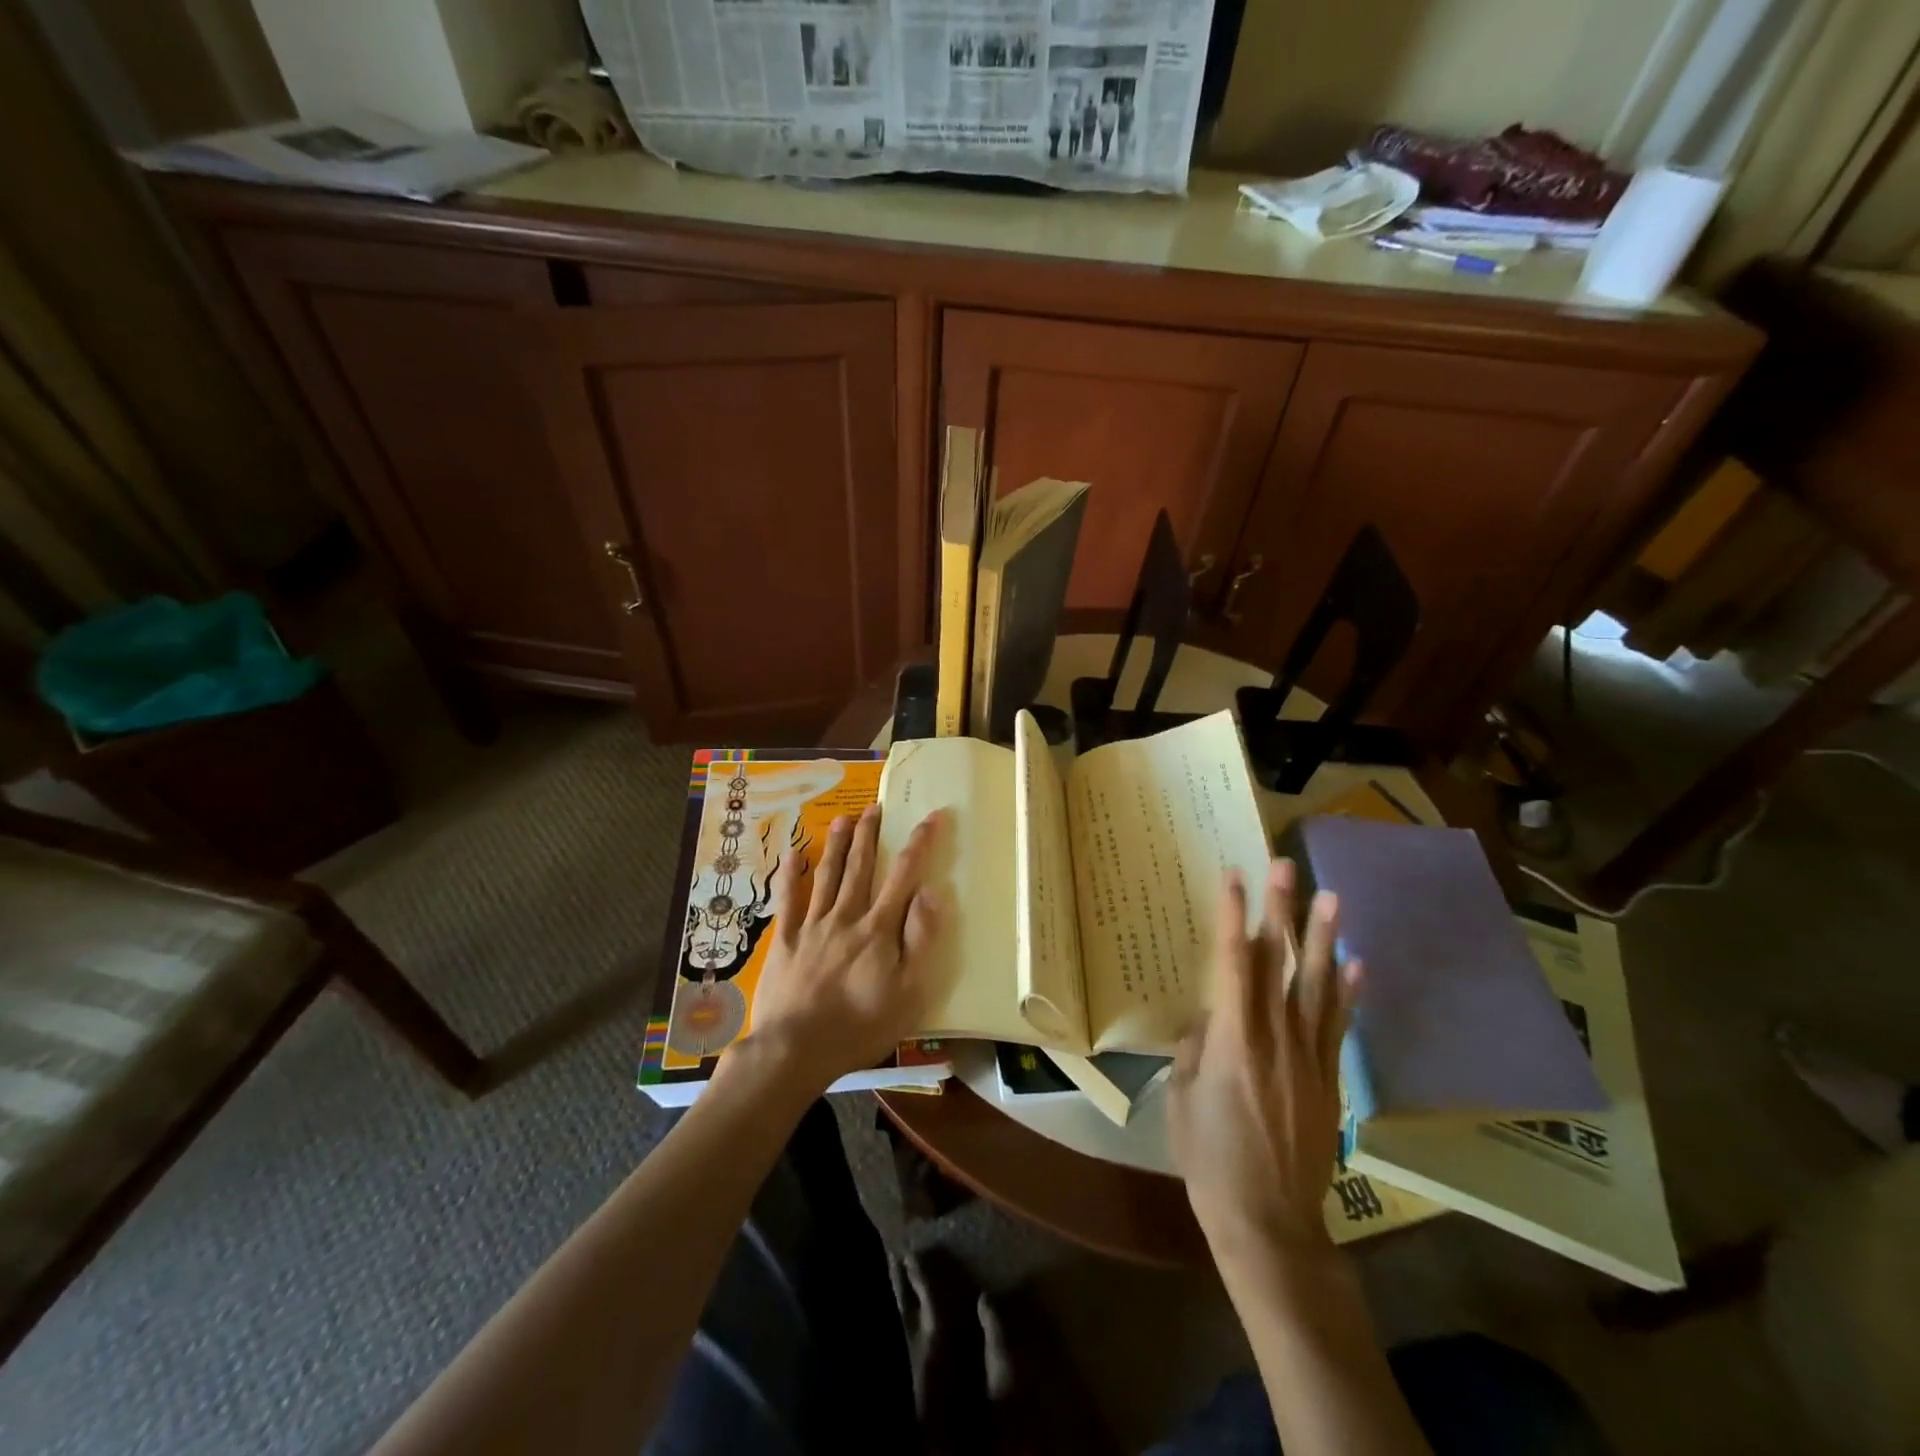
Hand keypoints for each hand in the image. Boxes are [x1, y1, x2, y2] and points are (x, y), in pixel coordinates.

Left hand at [733, 805, 943, 1095]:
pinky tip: (793, 854)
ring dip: (836, 844)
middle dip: (870, 834)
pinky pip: (787, 900)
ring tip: (843, 818)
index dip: (919, 844)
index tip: (931, 817)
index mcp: (878, 929)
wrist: (795, 1050)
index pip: (904, 876)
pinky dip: (790, 874)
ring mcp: (811, 926)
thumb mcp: (908, 992)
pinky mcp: (783, 941)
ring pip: (826, 875)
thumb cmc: (860, 1026)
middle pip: (860, 867)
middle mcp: (845, 917)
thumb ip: (920, 940)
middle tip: (875, 807)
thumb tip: (931, 892)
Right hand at [1168, 860, 1359, 1261]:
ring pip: (1317, 986)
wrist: (1268, 1220)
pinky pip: (1339, 1026)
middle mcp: (1275, 1037)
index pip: (1233, 963)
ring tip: (1332, 898)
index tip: (1234, 877)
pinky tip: (1358, 964)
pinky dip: (1350, 994)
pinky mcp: (1328, 1079)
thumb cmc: (1210, 1158)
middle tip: (1286, 866)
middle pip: (1279, 963)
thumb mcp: (1182, 1098)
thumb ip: (1196, 1051)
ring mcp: (1308, 1056)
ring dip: (1323, 939)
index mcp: (1232, 1039)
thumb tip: (1210, 1021)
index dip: (1232, 916)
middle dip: (1281, 911)